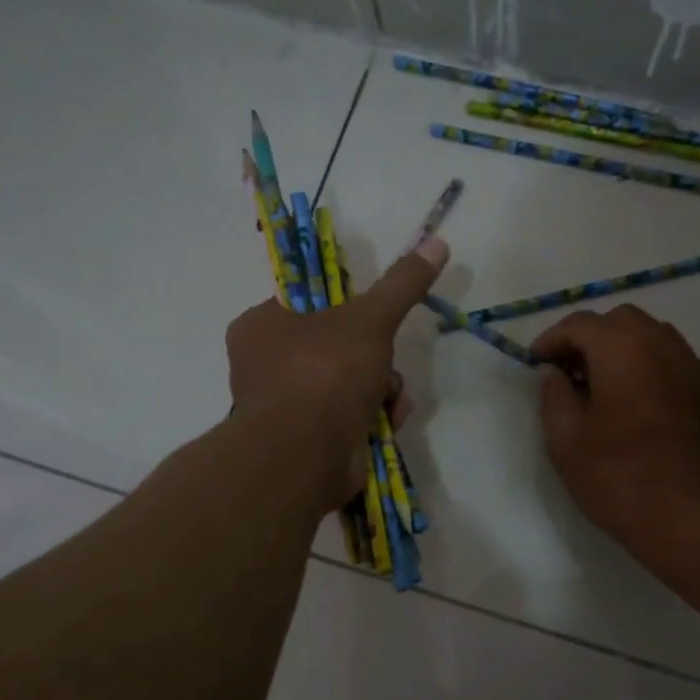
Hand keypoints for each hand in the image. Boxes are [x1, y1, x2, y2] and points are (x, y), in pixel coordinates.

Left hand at [226, 237, 448, 511]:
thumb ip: (402, 284)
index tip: (374, 320)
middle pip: (338, 347)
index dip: (349, 310)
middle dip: (376, 358)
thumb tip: (437, 243)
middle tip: (386, 365)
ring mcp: (287, 407)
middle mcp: (267, 365)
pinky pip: (349, 417)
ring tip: (392, 400)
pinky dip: (374, 417)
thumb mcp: (370, 319)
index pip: (311, 305)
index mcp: (262, 326)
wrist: (306, 457)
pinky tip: (389, 421)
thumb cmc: (325, 374)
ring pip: (350, 384)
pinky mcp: (308, 441)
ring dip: (382, 389)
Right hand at [532, 305, 699, 549]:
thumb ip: (553, 395)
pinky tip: (666, 392)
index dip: (552, 340)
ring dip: (631, 349)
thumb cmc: (618, 479)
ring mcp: (699, 367)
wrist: (689, 519)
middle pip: (622, 321)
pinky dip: (676, 369)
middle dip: (592, 339)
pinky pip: (698, 363)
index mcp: (621, 349)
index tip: (537, 365)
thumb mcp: (564, 440)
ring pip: (660, 336)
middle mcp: (664, 345)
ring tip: (614, 386)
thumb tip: (554, 371)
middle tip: (572, 374)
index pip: (579, 323)